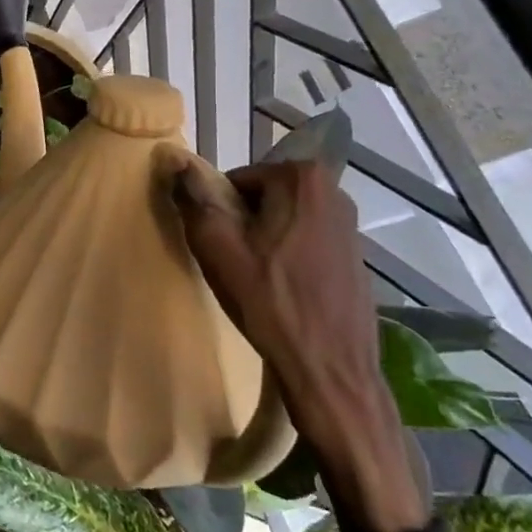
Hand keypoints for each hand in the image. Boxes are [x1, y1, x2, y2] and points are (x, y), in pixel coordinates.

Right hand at [172, 160, 428, 531]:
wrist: (330, 371)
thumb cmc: (268, 301)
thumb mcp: (216, 245)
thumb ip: (194, 197)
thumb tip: (175, 160)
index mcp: (300, 179)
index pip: (237, 180)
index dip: (220, 211)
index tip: (219, 245)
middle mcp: (333, 192)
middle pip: (264, 198)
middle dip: (243, 224)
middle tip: (233, 263)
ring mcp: (351, 227)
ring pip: (285, 221)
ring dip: (265, 242)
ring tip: (255, 281)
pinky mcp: (357, 258)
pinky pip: (307, 244)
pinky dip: (289, 260)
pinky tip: (281, 293)